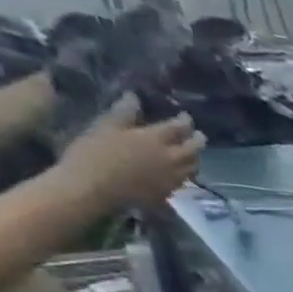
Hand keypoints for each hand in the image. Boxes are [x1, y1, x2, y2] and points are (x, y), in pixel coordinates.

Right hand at [55, 93, 205, 212]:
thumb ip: (124, 112)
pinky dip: (186, 174)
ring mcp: (171, 178)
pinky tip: (181, 172)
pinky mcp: (167, 193)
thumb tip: (134, 97)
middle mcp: (170, 159)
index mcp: (155, 139)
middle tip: (199, 135)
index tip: (186, 117)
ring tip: (193, 154)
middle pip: (193, 149)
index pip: (179, 127)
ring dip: (195, 158)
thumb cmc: (95, 153)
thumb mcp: (106, 126)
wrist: (93, 188)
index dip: (185, 121)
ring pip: (193, 167)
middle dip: (198, 140)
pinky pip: (183, 182)